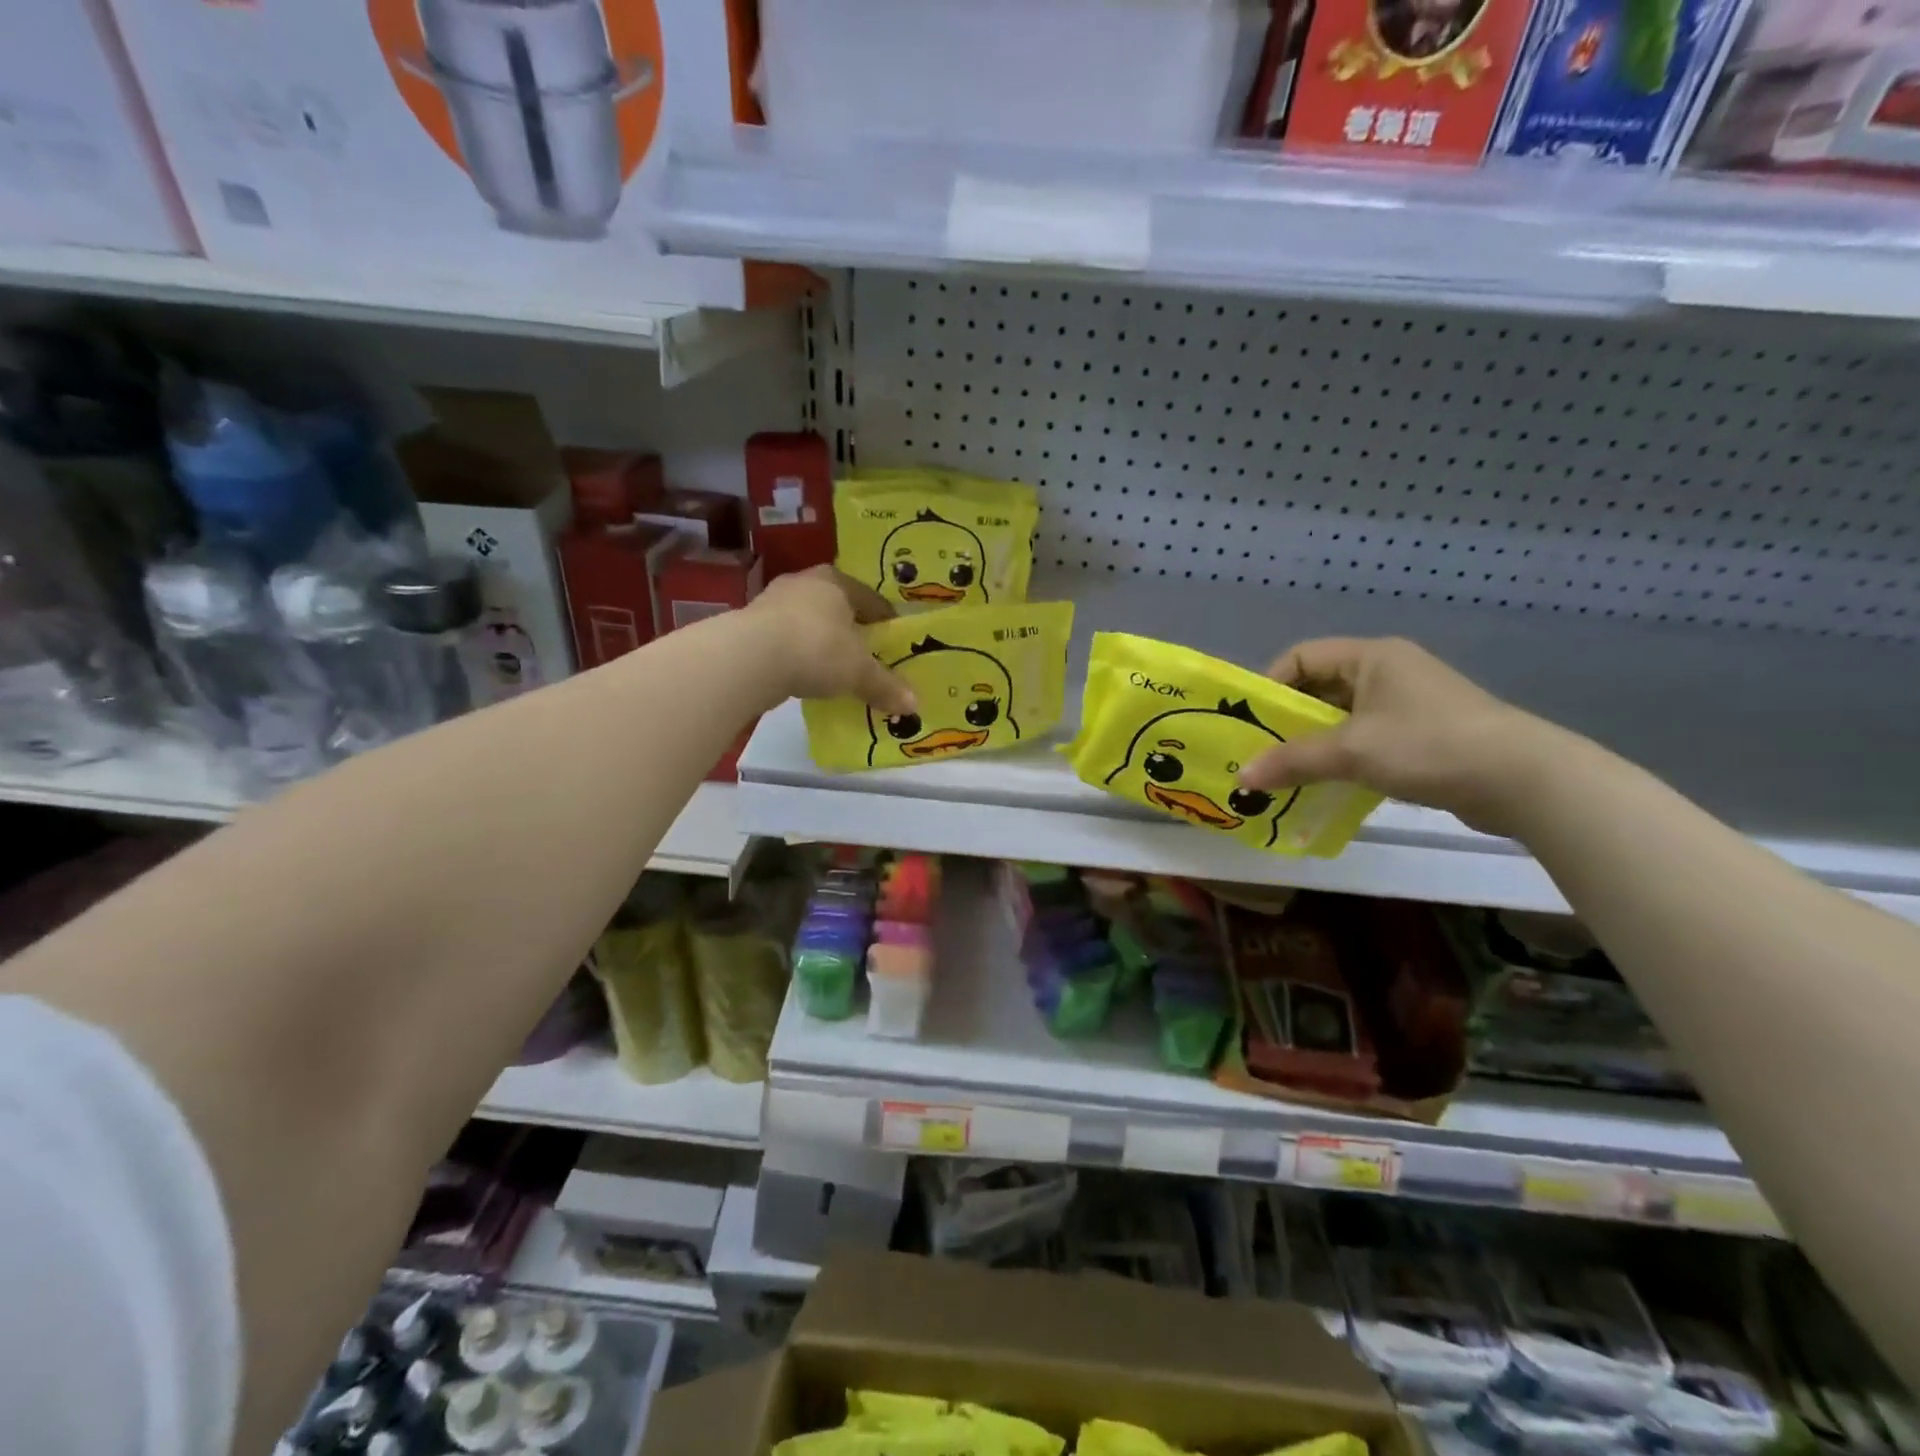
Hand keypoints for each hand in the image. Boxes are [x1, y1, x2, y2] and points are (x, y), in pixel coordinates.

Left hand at [746, 567, 916, 716]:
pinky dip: (798, 654)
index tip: (895, 641)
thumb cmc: (817, 649)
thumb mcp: (859, 672)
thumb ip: (885, 686)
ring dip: (822, 642)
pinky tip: (804, 675)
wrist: (750, 658)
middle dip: (852, 630)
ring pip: (809, 622)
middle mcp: (805, 583)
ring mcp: (773, 602)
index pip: (871, 599)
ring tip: (835, 668)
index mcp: (837, 581)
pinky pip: (786, 639)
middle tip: (867, 655)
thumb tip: (914, 706)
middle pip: (838, 607)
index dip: (886, 621)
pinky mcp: (751, 625)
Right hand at [1235, 637, 1560, 836]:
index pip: (1301, 657)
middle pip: (1319, 688)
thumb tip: (1241, 778)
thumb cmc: (1428, 746)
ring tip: (1285, 774)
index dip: (1270, 684)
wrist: (1523, 781)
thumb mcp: (1351, 751)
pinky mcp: (1422, 736)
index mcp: (1371, 657)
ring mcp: (1408, 705)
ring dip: (1312, 744)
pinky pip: (1365, 740)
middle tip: (1259, 752)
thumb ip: (1292, 761)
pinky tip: (1325, 786)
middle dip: (1287, 721)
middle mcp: (1388, 672)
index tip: (1249, 721)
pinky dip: (1341, 759)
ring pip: (1341, 718)